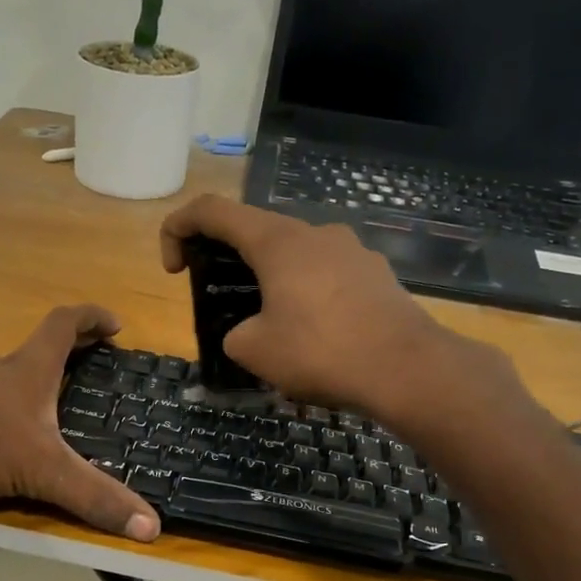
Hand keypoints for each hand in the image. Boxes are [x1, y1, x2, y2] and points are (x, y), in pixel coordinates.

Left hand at [0, 306, 159, 541]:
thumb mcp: (42, 472)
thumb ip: (94, 498)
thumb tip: (152, 528)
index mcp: (25, 371)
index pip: (63, 324)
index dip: (91, 318)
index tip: (114, 324)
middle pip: (31, 348)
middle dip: (62, 354)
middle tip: (84, 369)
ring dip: (20, 381)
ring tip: (36, 406)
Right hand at [160, 194, 518, 423]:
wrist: (407, 368)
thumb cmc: (321, 352)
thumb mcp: (254, 351)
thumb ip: (235, 334)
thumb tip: (249, 331)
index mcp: (277, 240)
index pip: (212, 211)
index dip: (178, 229)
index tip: (173, 269)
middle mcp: (315, 233)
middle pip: (257, 233)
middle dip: (228, 262)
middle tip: (222, 304)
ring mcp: (352, 251)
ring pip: (296, 257)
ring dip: (272, 283)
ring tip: (273, 330)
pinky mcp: (377, 275)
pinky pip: (328, 277)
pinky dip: (307, 297)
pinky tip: (315, 338)